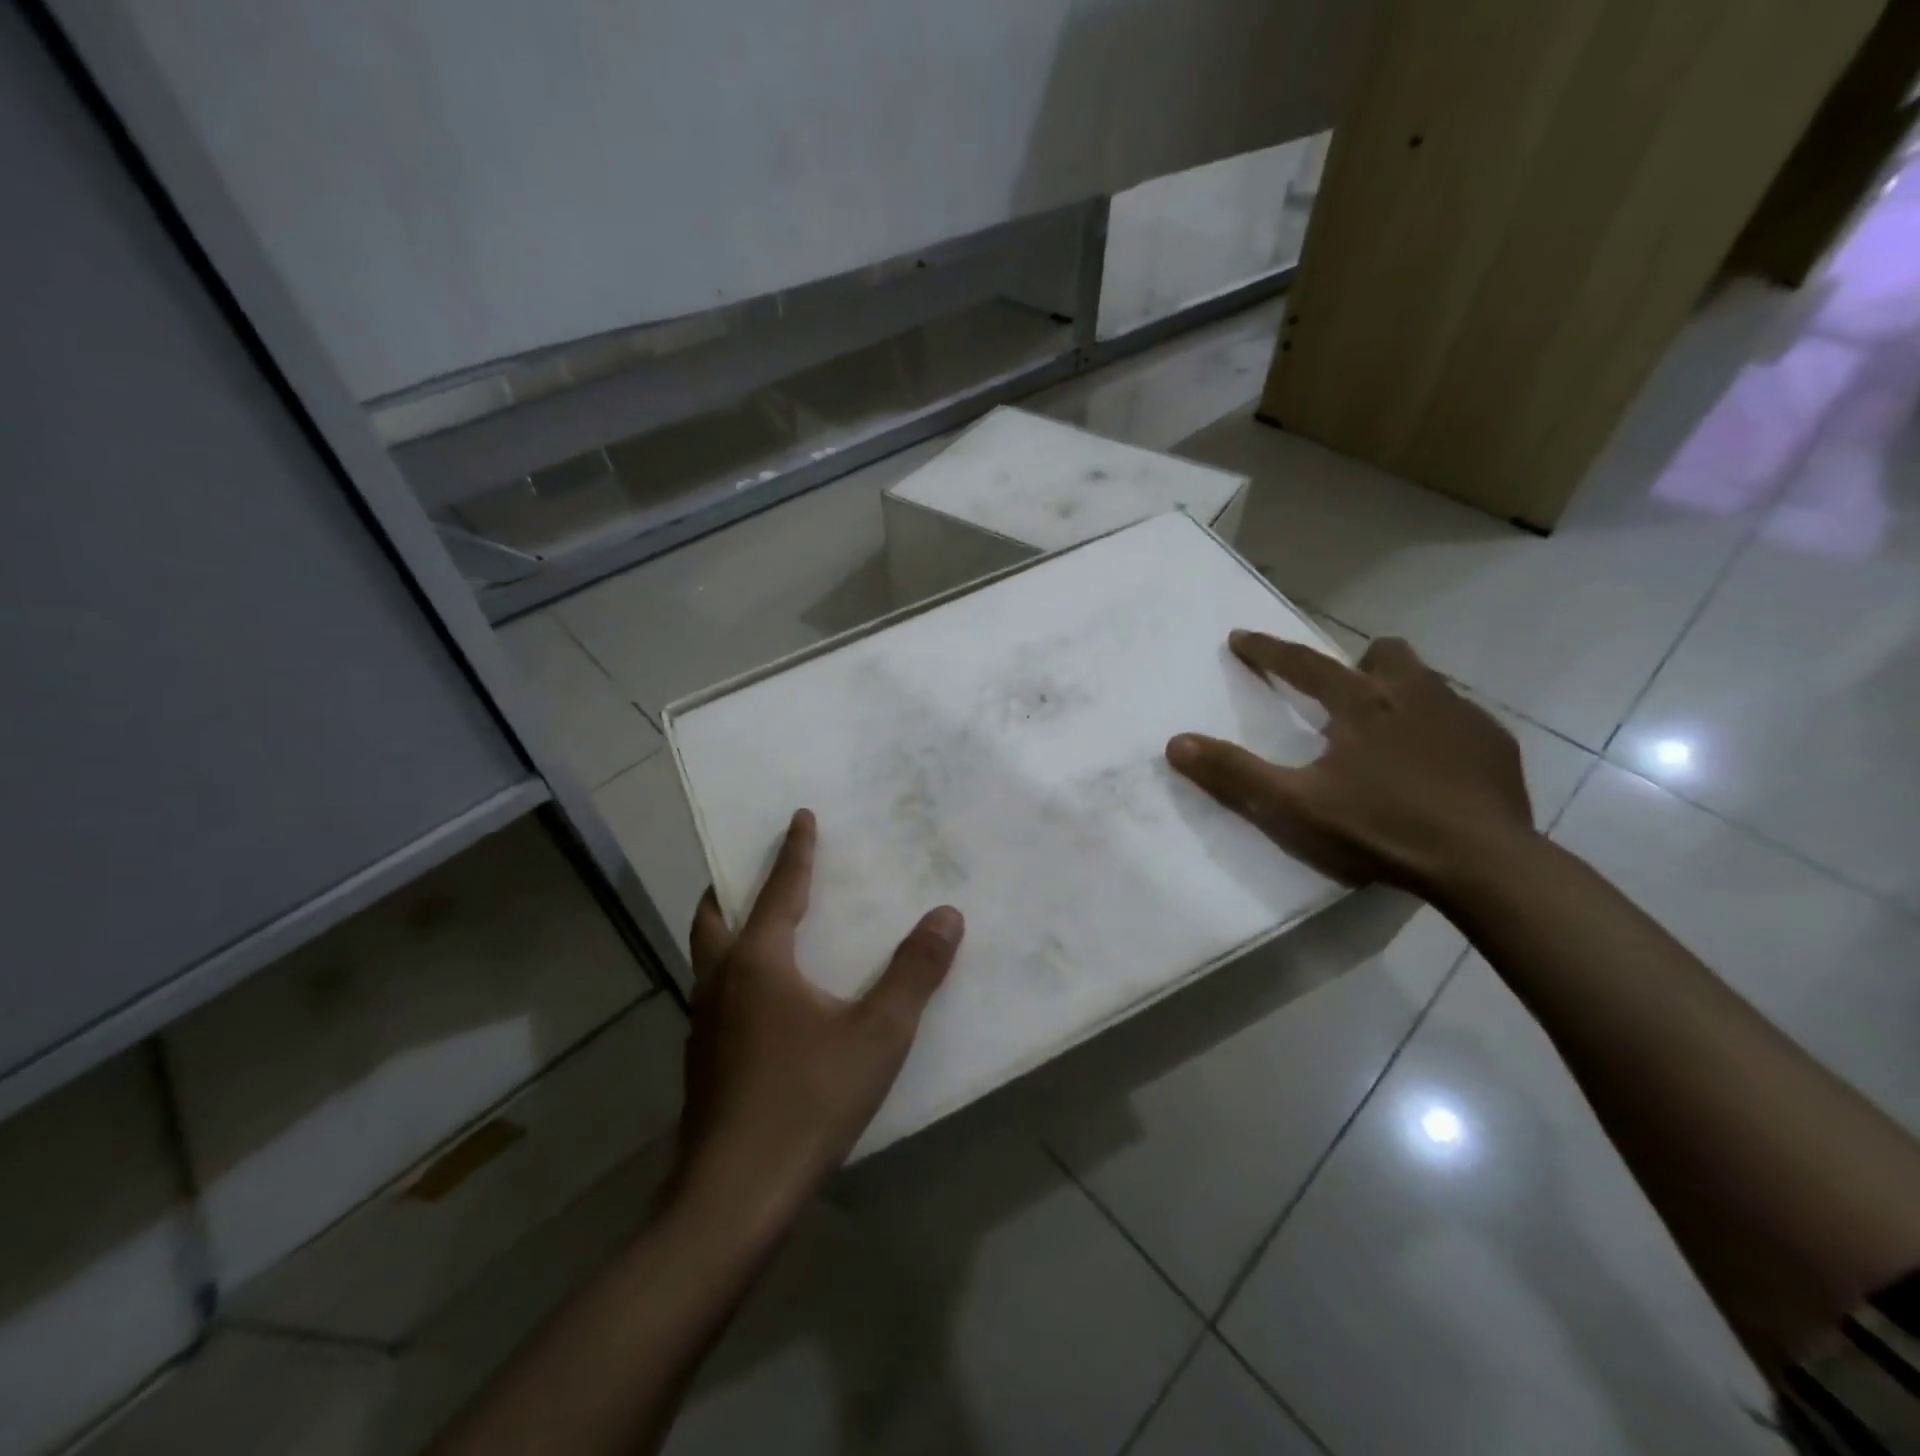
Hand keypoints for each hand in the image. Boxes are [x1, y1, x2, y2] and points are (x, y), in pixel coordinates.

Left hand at [673, 809, 963, 1227]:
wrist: (734, 1196)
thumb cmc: (808, 1101)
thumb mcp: (877, 1034)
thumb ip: (914, 972)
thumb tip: (946, 915)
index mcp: (759, 963)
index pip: (780, 889)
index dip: (794, 852)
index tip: (799, 817)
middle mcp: (721, 983)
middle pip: (716, 917)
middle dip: (733, 886)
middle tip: (749, 869)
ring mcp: (703, 1025)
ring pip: (708, 958)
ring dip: (729, 931)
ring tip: (757, 929)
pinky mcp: (702, 1062)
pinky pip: (714, 996)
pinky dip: (733, 975)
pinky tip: (762, 1005)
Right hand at [1166, 632, 1535, 899]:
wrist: (1485, 864)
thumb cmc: (1381, 828)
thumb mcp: (1293, 807)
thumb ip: (1234, 774)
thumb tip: (1176, 743)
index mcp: (1360, 704)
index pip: (1302, 663)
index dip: (1265, 650)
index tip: (1238, 638)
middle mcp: (1413, 694)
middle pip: (1384, 654)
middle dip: (1357, 664)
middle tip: (1341, 696)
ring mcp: (1463, 717)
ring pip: (1427, 681)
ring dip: (1400, 692)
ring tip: (1386, 730)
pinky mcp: (1496, 746)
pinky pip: (1460, 718)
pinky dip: (1437, 728)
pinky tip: (1433, 765)